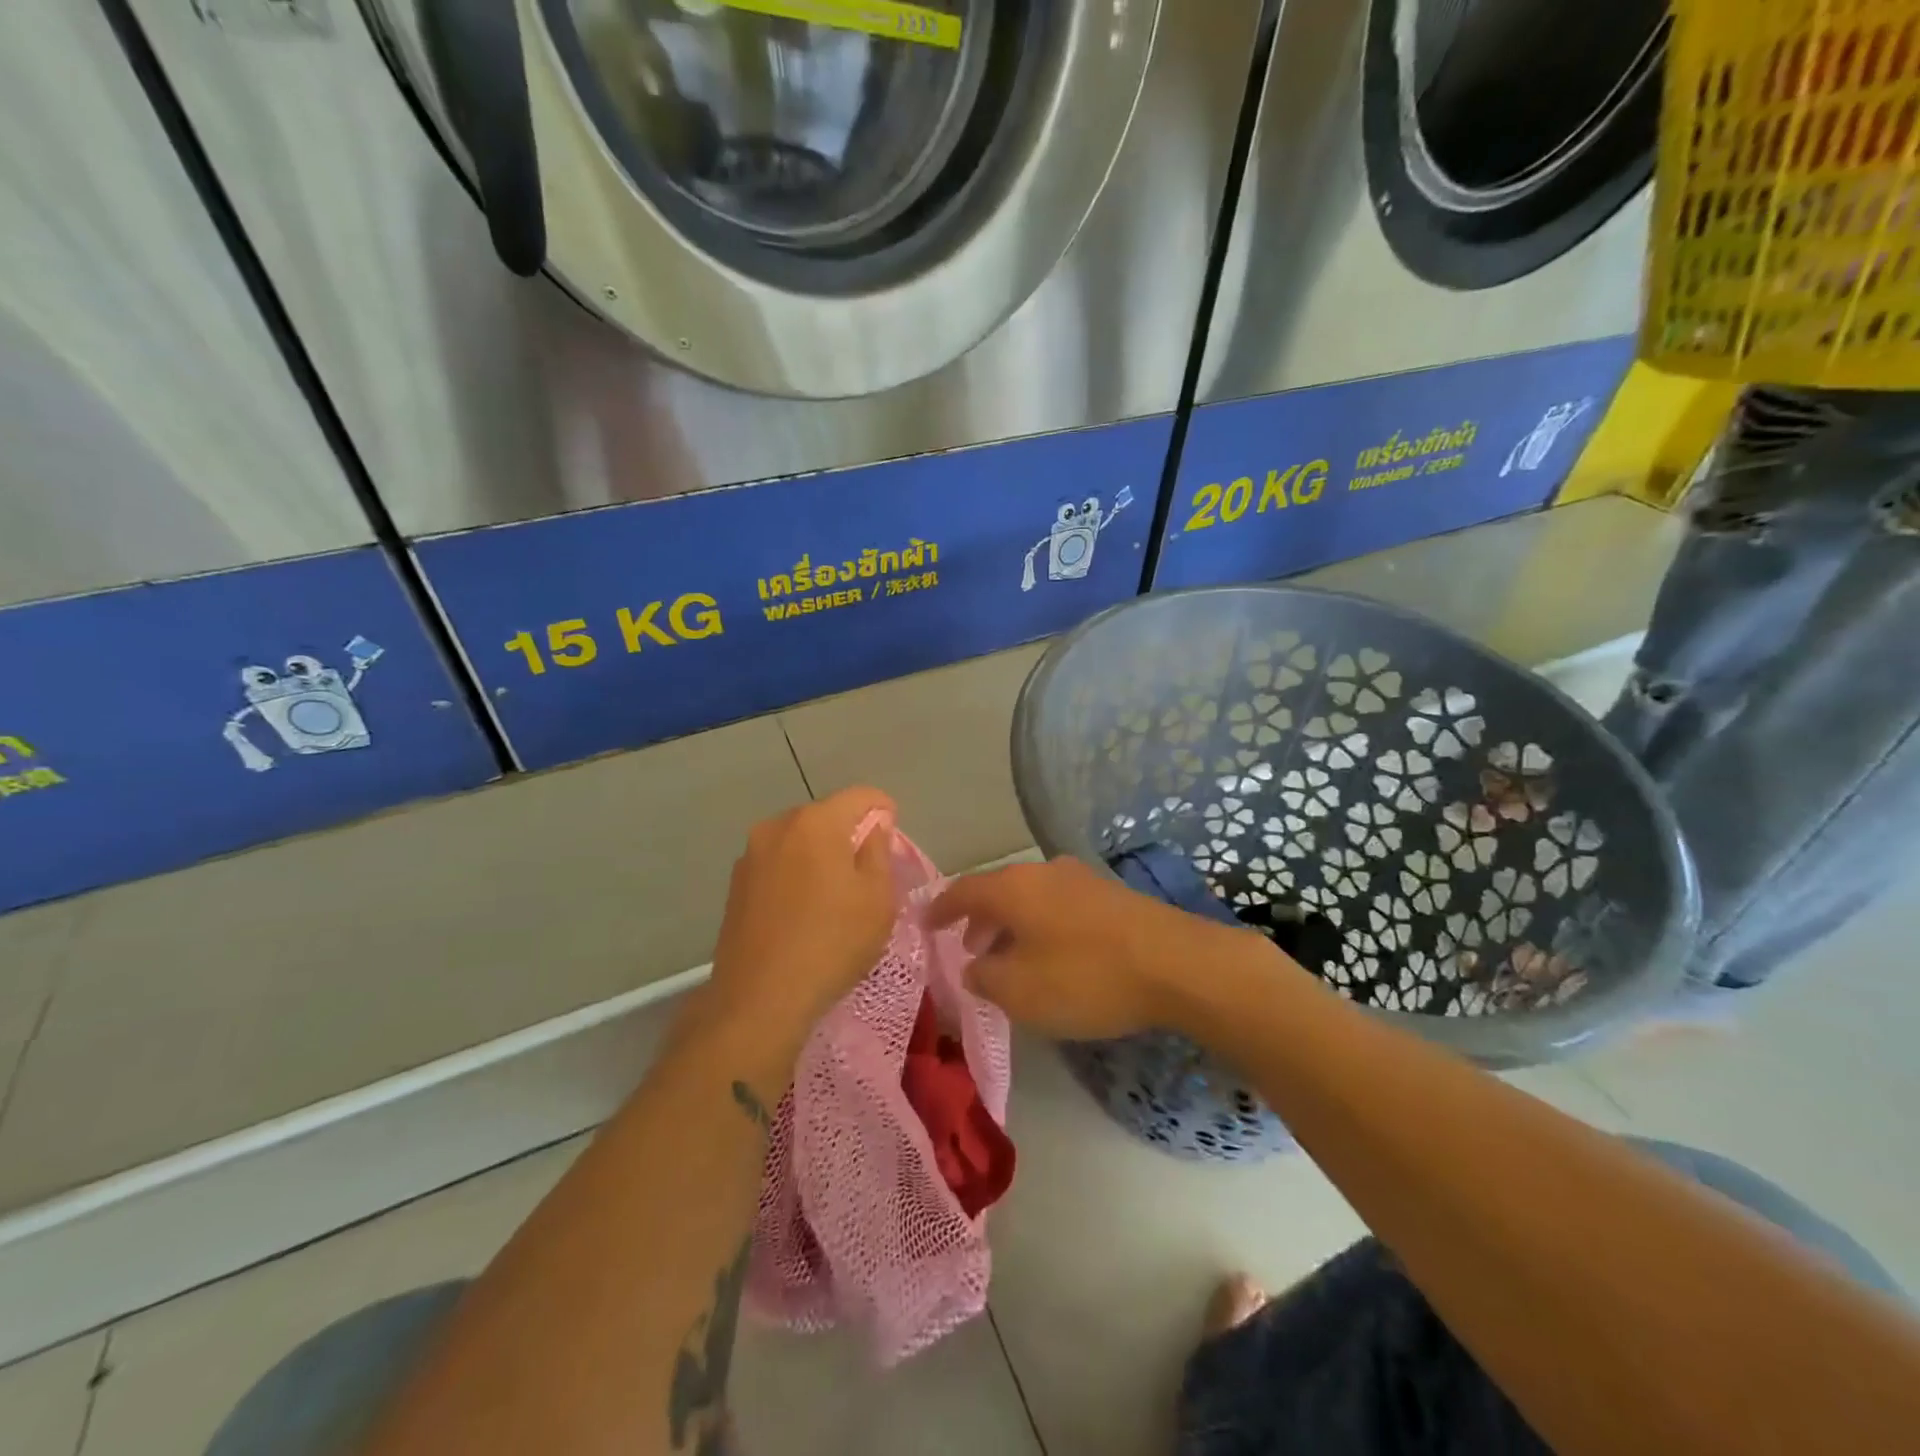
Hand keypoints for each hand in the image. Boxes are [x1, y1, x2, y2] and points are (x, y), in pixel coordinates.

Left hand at [705, 787, 898, 1035]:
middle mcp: (778, 826)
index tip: (893, 836)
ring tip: (835, 895)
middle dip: (849, 834)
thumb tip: (873, 828)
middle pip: (825, 816)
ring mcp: (751, 855)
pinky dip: (796, 875)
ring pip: (798, 841)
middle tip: (868, 871)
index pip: (860, 796)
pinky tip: (804, 911)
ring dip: (820, 855)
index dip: (884, 810)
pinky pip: (777, 865)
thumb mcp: (877, 898)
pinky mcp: (735, 885)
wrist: (759, 999)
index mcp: (816, 822)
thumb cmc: (832, 943)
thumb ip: (879, 852)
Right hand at [926, 857, 1271, 1039]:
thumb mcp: (1020, 991)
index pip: (962, 890)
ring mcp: (1080, 879)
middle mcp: (1042, 872)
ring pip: (1030, 898)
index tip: (925, 924)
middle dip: (978, 919)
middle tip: (968, 948)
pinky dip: (1041, 926)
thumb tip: (973, 966)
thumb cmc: (1085, 977)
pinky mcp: (1109, 895)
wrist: (1175, 964)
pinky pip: (1058, 906)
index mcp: (1012, 887)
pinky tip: (1052, 956)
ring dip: (1012, 925)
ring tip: (1008, 957)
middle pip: (998, 890)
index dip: (940, 909)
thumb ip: (984, 977)